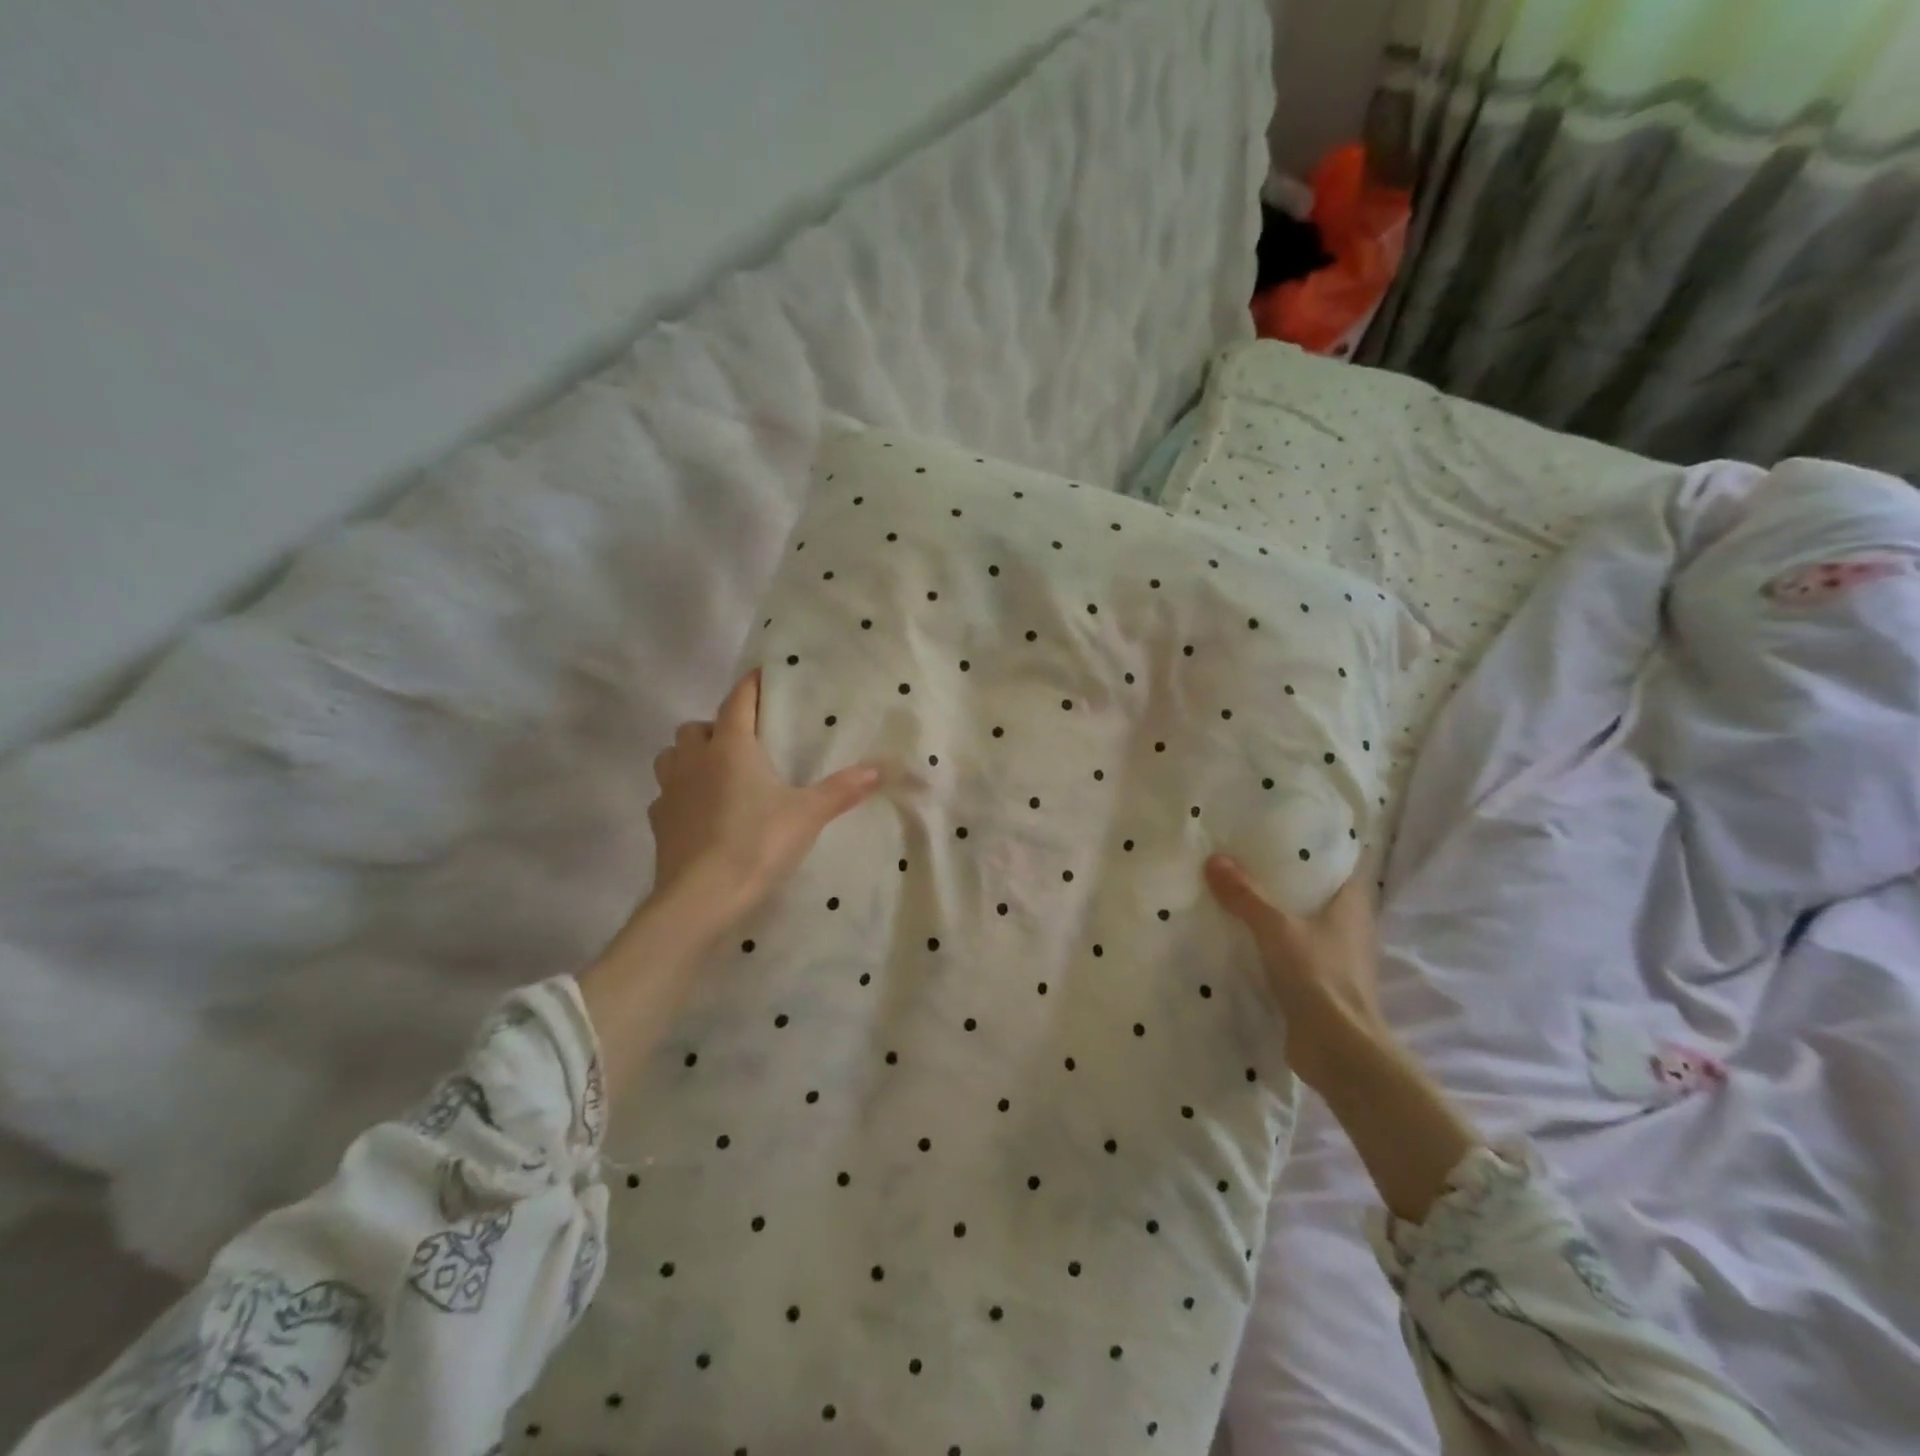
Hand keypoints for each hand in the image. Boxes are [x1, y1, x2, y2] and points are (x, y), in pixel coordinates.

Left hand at [645, 670, 880, 937]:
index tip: (762, 676)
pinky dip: (681, 794)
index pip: (737, 701)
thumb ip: (842, 789)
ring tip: (717, 774)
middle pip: (697, 727)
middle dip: (717, 727)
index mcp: (730, 747)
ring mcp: (669, 791)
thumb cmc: (757, 844)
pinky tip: (700, 812)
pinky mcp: (658, 823)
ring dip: (691, 757)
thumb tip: (880, 768)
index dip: (750, 685)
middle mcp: (694, 760)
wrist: (701, 897)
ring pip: (672, 756)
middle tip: (744, 744)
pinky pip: (665, 795)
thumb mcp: (808, 815)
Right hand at [1204, 854, 1382, 1092]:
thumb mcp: (1276, 929)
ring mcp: (1335, 957)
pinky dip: (1269, 941)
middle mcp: (1349, 927)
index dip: (1316, 845)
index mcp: (1352, 905)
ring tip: (1235, 890)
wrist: (1339, 1050)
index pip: (1340, 863)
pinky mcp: (1318, 983)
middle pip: (1317, 891)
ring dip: (1274, 910)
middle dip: (1285, 876)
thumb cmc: (1319, 977)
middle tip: (1245, 855)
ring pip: (1302, 921)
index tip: (1281, 829)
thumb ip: (1246, 895)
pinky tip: (1239, 934)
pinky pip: (1290, 950)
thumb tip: (1214, 859)